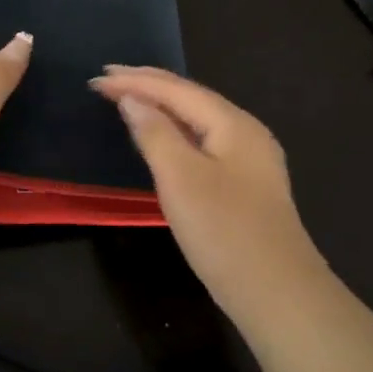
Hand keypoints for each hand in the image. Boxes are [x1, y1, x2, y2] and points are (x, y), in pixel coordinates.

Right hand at [90, 66, 327, 320]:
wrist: (276, 292)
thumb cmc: (224, 231)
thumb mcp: (181, 178)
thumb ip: (155, 133)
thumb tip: (133, 100)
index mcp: (233, 124)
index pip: (176, 90)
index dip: (135, 82)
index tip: (96, 79)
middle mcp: (246, 132)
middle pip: (190, 98)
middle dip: (148, 86)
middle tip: (107, 80)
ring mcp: (249, 160)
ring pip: (197, 120)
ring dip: (161, 106)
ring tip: (127, 99)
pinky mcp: (245, 185)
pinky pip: (203, 142)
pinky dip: (175, 131)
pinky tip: (162, 139)